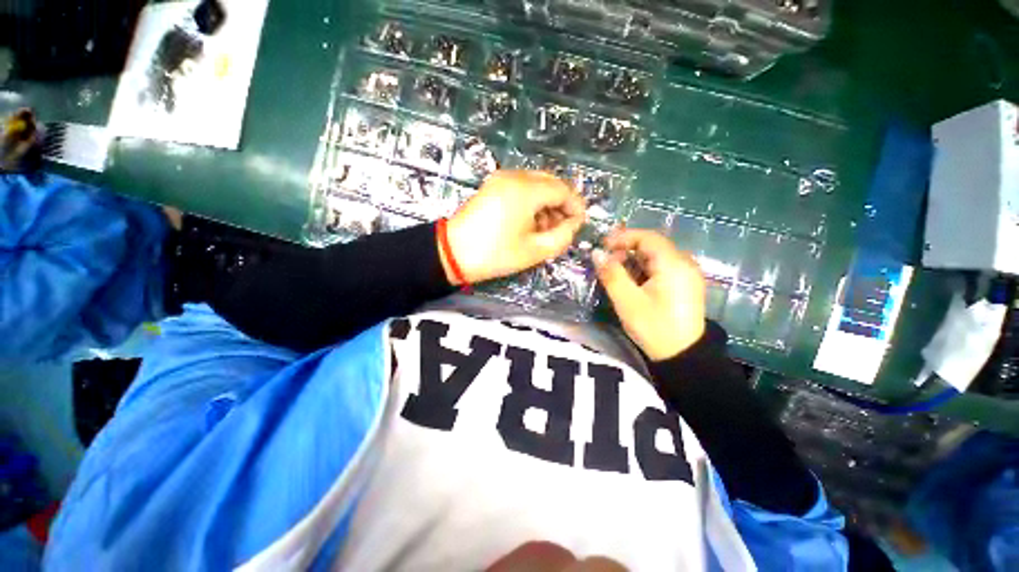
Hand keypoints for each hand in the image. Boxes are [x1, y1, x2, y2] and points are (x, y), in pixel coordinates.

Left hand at [442, 170, 585, 284]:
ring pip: (537, 184)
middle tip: (563, 227)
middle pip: (551, 182)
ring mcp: (501, 178)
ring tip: (545, 229)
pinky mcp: (493, 185)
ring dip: (547, 203)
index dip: (576, 206)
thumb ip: (563, 235)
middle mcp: (514, 176)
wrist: (452, 253)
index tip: (579, 225)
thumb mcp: (535, 250)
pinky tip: (530, 221)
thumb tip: (573, 223)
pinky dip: (532, 201)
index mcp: (526, 190)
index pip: (563, 189)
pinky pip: (522, 186)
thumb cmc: (495, 254)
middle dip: (562, 204)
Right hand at [593, 229, 705, 360]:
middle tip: (606, 262)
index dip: (622, 237)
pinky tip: (632, 282)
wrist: (683, 357)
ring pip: (656, 257)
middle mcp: (684, 263)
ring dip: (634, 260)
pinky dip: (644, 269)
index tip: (602, 246)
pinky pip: (661, 268)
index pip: (647, 237)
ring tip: (615, 273)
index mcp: (673, 264)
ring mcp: (687, 274)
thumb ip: (611, 274)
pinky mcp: (685, 285)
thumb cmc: (654, 327)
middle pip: (652, 245)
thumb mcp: (627, 301)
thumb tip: (597, 253)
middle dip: (626, 249)